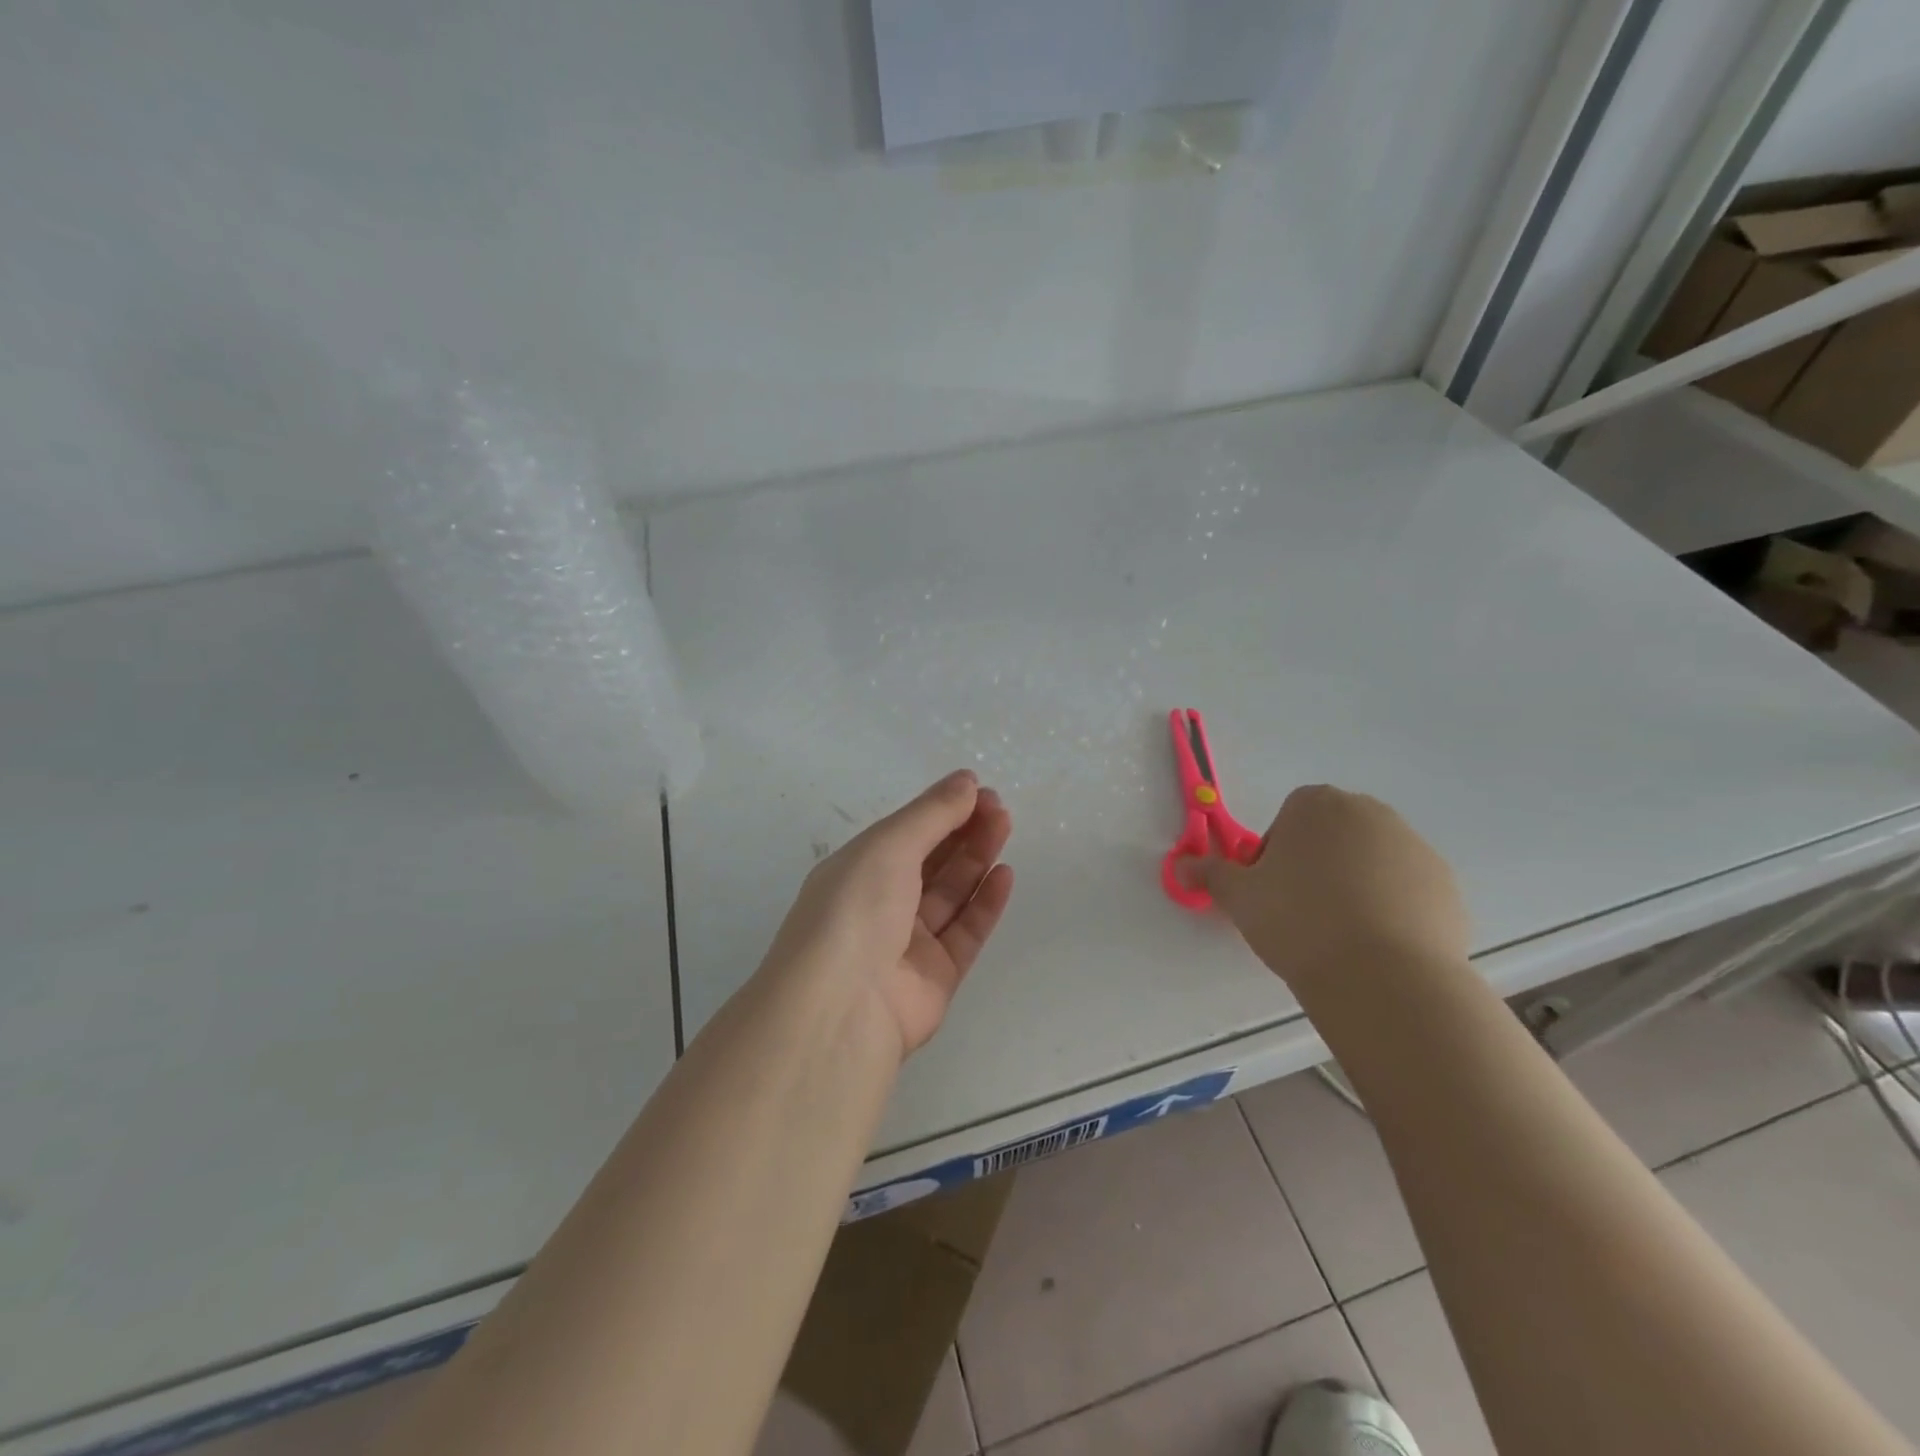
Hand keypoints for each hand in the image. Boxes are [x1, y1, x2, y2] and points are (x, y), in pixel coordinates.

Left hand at [762, 770, 1014, 1056]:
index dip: (940, 810)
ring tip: (1005, 826)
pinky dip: (985, 903)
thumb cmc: (857, 909)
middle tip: (999, 807)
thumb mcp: (889, 846)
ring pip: (950, 894)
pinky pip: (965, 932)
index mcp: (857, 872)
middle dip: (963, 830)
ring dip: (977, 858)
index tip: (977, 790)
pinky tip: (1005, 875)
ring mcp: (908, 944)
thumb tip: (966, 781)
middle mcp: (880, 905)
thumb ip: (932, 813)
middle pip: (930, 861)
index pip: (905, 833)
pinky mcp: (936, 977)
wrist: (844, 1006)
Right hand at [1202, 785, 1467, 988]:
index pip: (1287, 818)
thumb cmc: (1298, 920)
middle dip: (1315, 866)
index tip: (1270, 892)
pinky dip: (1390, 909)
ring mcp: (1414, 846)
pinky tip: (1375, 946)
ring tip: (1339, 936)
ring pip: (1369, 862)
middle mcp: (1369, 813)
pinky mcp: (1445, 885)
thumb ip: (1209, 874)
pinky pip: (1405, 890)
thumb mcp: (1240, 897)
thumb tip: (1178, 866)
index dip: (1274, 855)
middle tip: (1300, 913)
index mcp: (1316, 805)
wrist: (1384, 975)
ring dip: (1353, 886)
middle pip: (1331, 836)